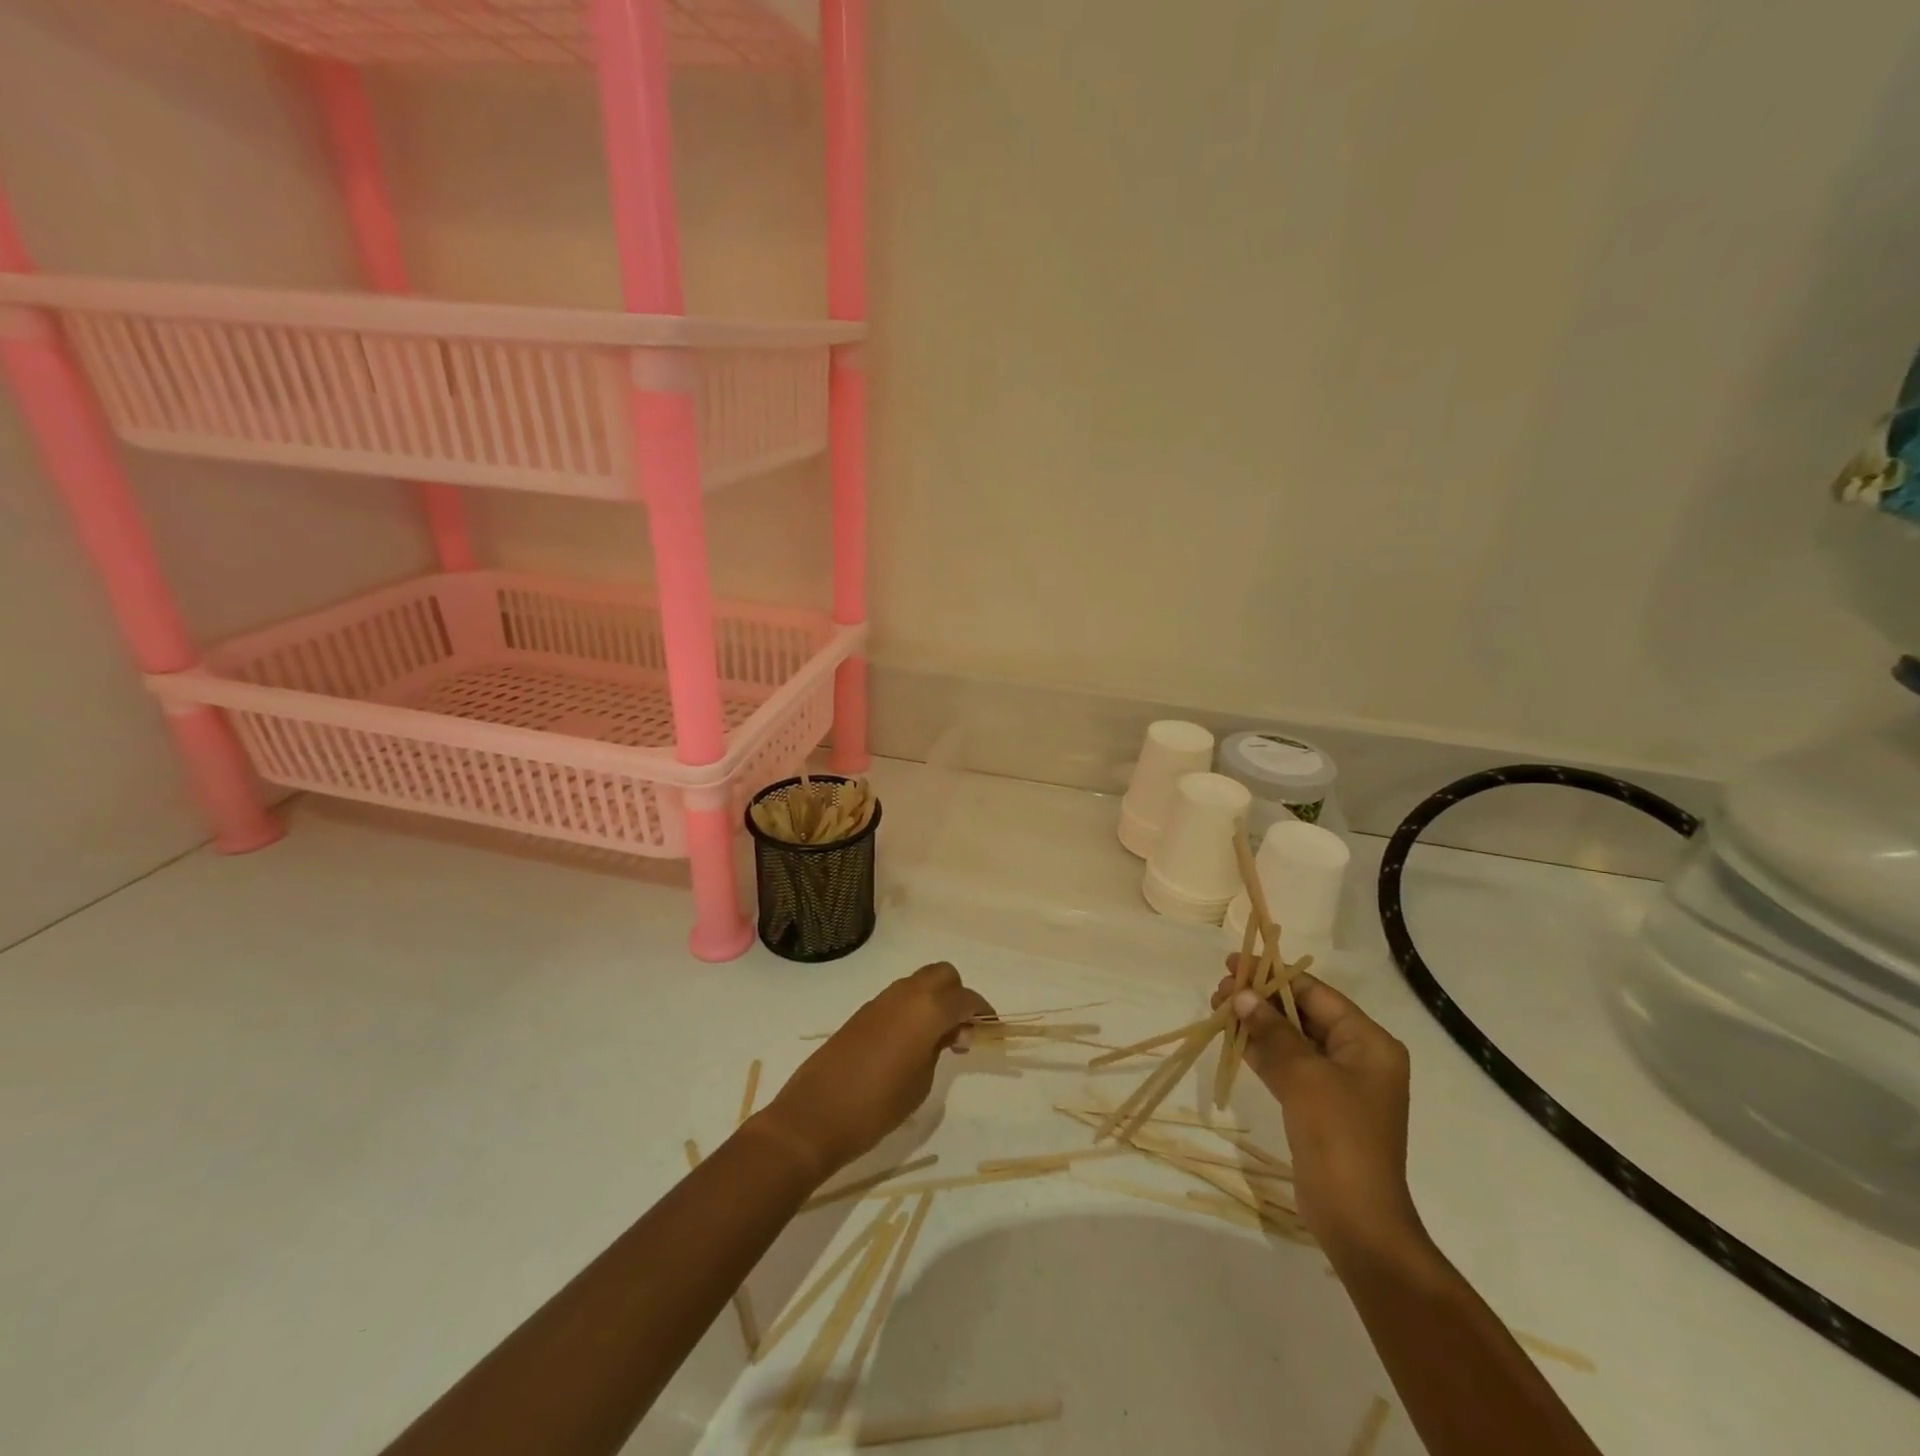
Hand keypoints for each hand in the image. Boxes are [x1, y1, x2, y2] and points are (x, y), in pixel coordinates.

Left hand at [753, 963, 993, 1184]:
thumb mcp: (921, 1082)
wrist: (816, 1115)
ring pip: (919, 983)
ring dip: (934, 1000)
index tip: (991, 1030)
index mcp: (927, 1009)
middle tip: (962, 1030)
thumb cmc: (878, 1105)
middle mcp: (906, 994)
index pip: (966, 999)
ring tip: (938, 1040)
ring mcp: (881, 1000)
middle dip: (958, 995)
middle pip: (943, 975)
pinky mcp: (863, 1013)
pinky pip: (899, 999)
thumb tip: (946, 1033)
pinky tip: (911, 1043)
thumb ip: (939, 1049)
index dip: (983, 1012)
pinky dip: (913, 1009)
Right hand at [1213, 958, 1424, 1263]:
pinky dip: (1261, 1050)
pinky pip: (1287, 1065)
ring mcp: (1338, 1083)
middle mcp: (1357, 1056)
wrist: (1356, 1218)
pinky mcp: (1319, 1105)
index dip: (1274, 975)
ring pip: (1291, 1038)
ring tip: (1218, 1008)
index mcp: (1368, 1042)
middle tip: (1219, 989)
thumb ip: (1271, 1030)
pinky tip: (1232, 1037)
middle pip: (1303, 1013)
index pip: (1316, 993)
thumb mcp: (1304, 1075)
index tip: (1234, 962)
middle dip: (1261, 999)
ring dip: (1257, 1023)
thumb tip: (1240, 994)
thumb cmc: (1339, 1136)